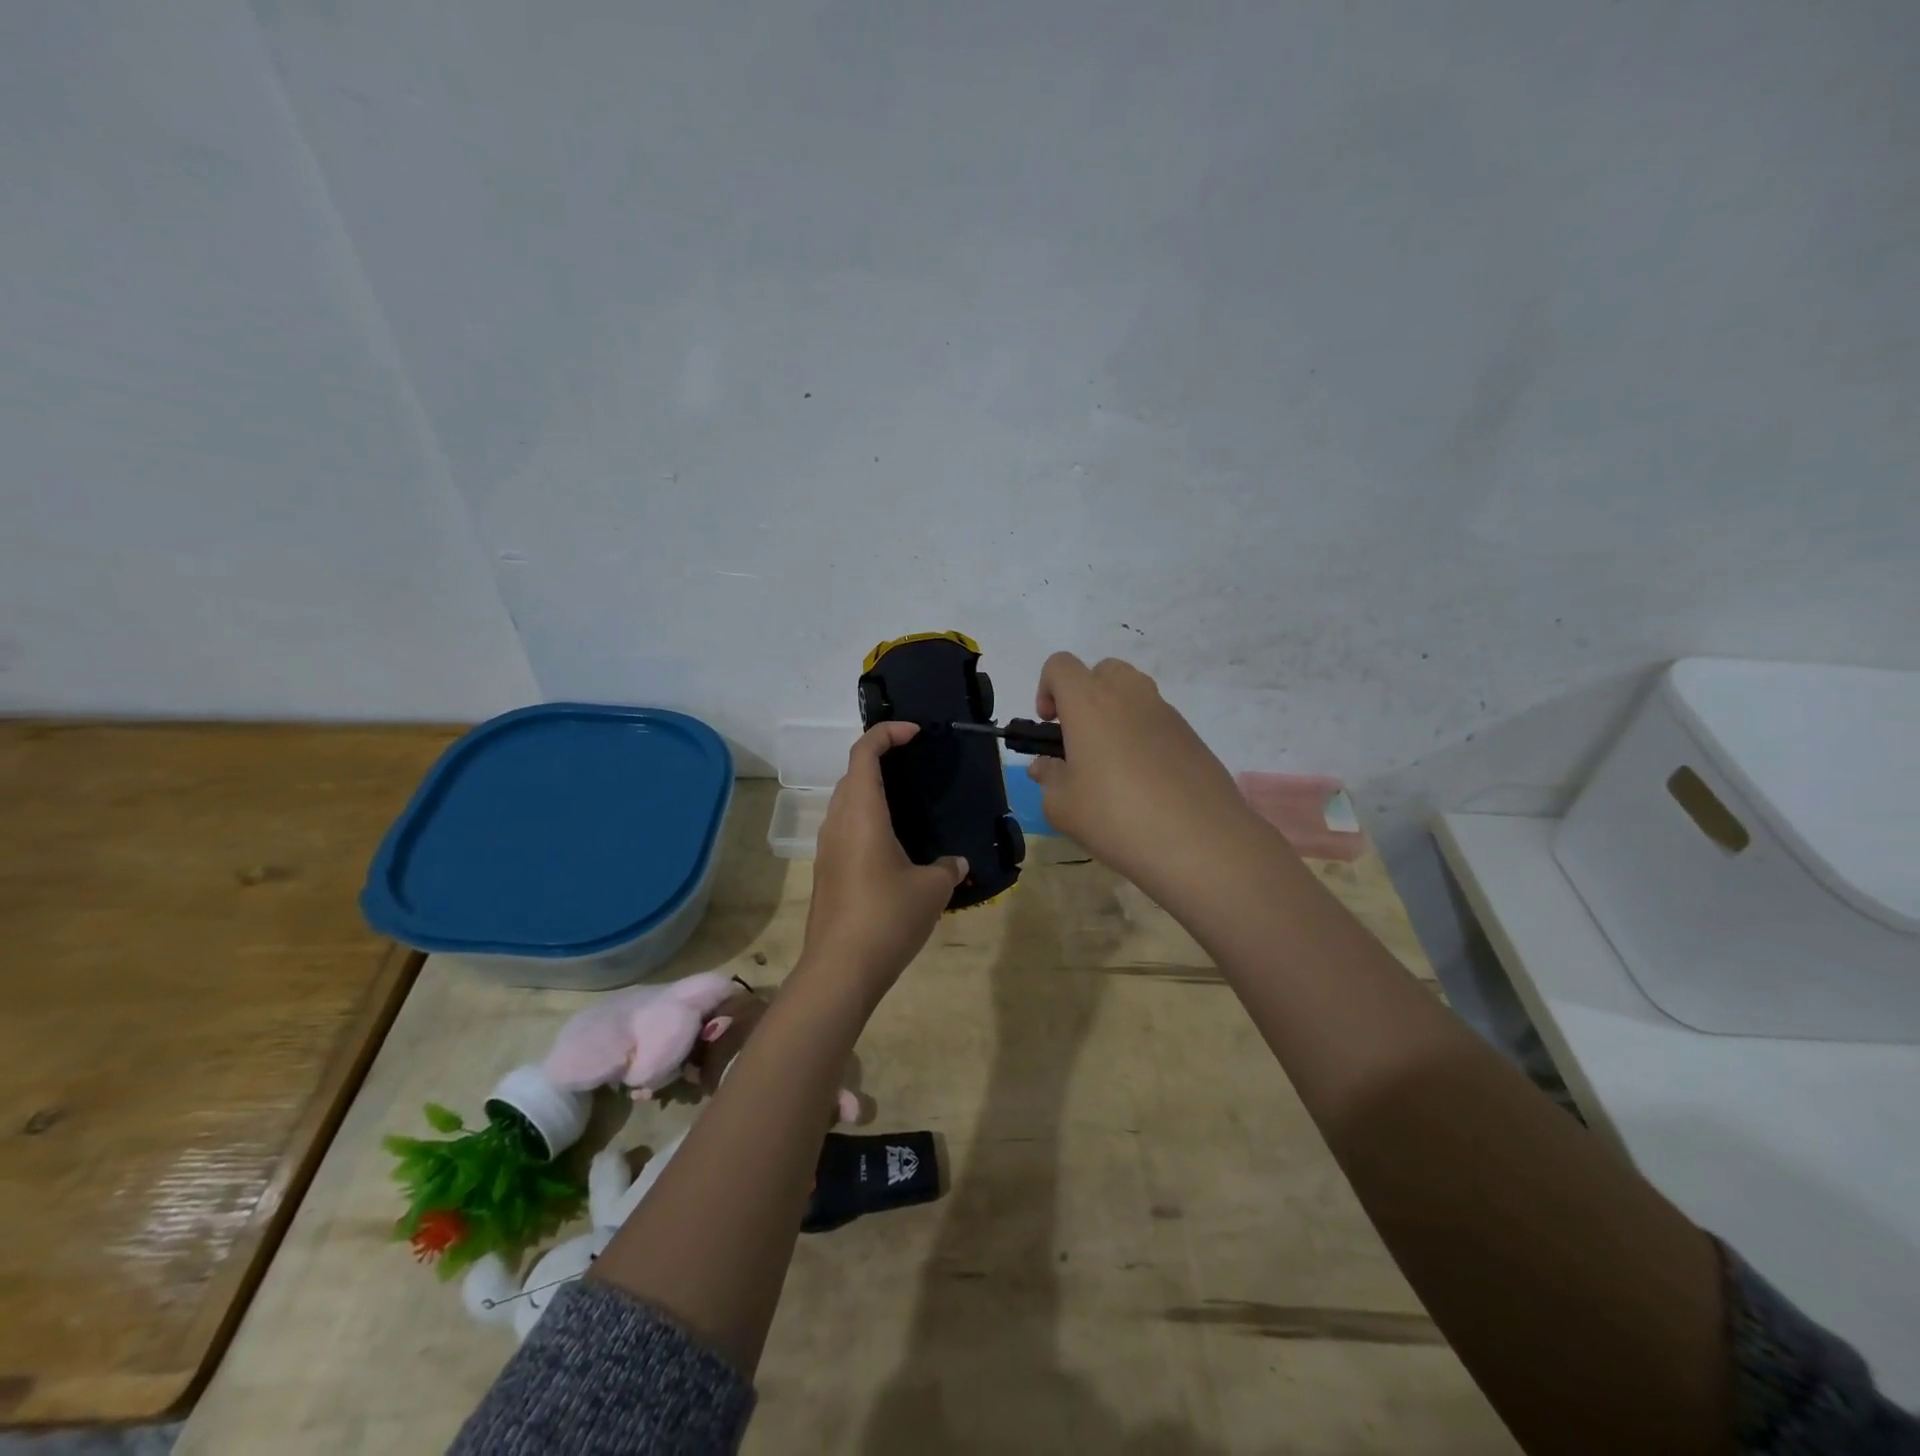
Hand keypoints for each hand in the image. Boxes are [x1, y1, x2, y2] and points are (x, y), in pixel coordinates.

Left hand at [800, 722, 966, 993]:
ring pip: (846, 802)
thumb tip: (956, 863)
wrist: (840, 970)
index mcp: (861, 812)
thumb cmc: (887, 917)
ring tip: (909, 802)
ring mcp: (827, 847)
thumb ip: (948, 867)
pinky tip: (895, 844)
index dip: (887, 733)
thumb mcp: (931, 889)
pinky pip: (846, 828)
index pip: (864, 752)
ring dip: (872, 791)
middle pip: (852, 774)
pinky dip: (868, 819)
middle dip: (880, 758)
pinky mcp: (827, 871)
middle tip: (915, 764)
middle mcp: (838, 821)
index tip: (914, 733)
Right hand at [1027, 653, 1257, 900]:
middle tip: (1080, 741)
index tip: (1050, 727)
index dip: (1046, 689)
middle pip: (1102, 670)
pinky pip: (1157, 722)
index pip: (1060, 665)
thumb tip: (1047, 765)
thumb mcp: (1062, 807)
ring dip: (1116, 716)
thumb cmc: (1116, 818)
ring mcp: (1166, 713)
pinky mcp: (1192, 736)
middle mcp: (1129, 695)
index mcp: (1089, 702)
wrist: (1201, 842)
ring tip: (1113, 767)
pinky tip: (1146, 785)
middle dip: (1085, 696)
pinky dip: (1144, 738)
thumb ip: (1048, 778)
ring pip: (1133, 694)